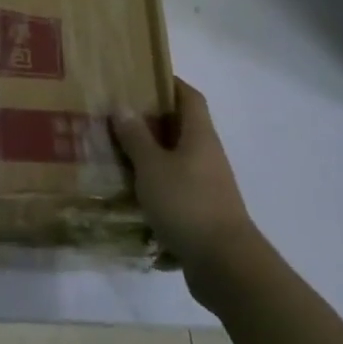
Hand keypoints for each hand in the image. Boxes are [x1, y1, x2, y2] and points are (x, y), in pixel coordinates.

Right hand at [113, 79, 256, 274]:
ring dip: (151, 155)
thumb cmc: (188, 204)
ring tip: (117, 152)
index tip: (142, 77)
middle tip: (117, 115)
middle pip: (181, 127)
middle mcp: (207, 155)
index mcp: (200, 136)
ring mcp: (208, 186)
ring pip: (176, 160)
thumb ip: (136, 137)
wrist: (225, 266)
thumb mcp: (152, 167)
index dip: (169, 83)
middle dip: (152, 120)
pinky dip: (155, 186)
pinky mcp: (202, 213)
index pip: (189, 96)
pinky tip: (131, 193)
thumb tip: (123, 105)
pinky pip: (175, 189)